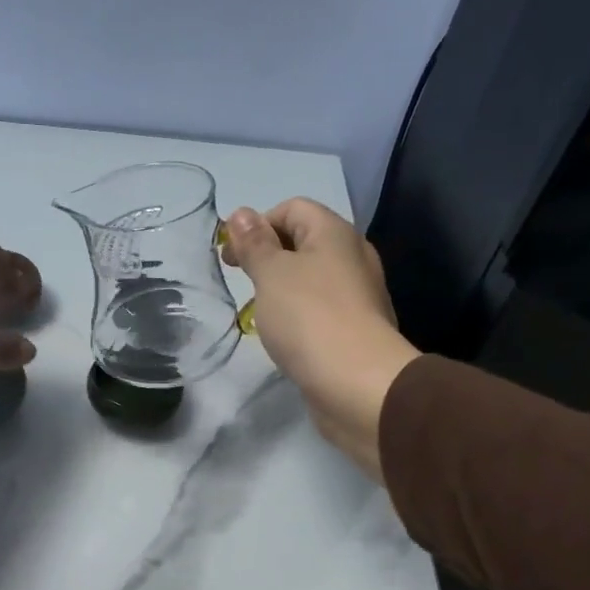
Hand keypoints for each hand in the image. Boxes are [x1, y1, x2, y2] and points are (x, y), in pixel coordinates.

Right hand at [221, 199, 419, 482]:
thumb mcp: (271, 274)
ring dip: (282, 287)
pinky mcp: (356, 328)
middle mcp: (352, 256)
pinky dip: (298, 313)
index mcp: (334, 233)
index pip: (293, 207)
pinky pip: (321, 307)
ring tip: (259, 312)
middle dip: (268, 256)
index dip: (258, 224)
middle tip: (241, 282)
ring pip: (312, 277)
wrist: (357, 382)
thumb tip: (240, 213)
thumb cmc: (308, 317)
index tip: (232, 256)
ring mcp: (358, 294)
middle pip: (304, 241)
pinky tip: (285, 336)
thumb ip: (254, 244)